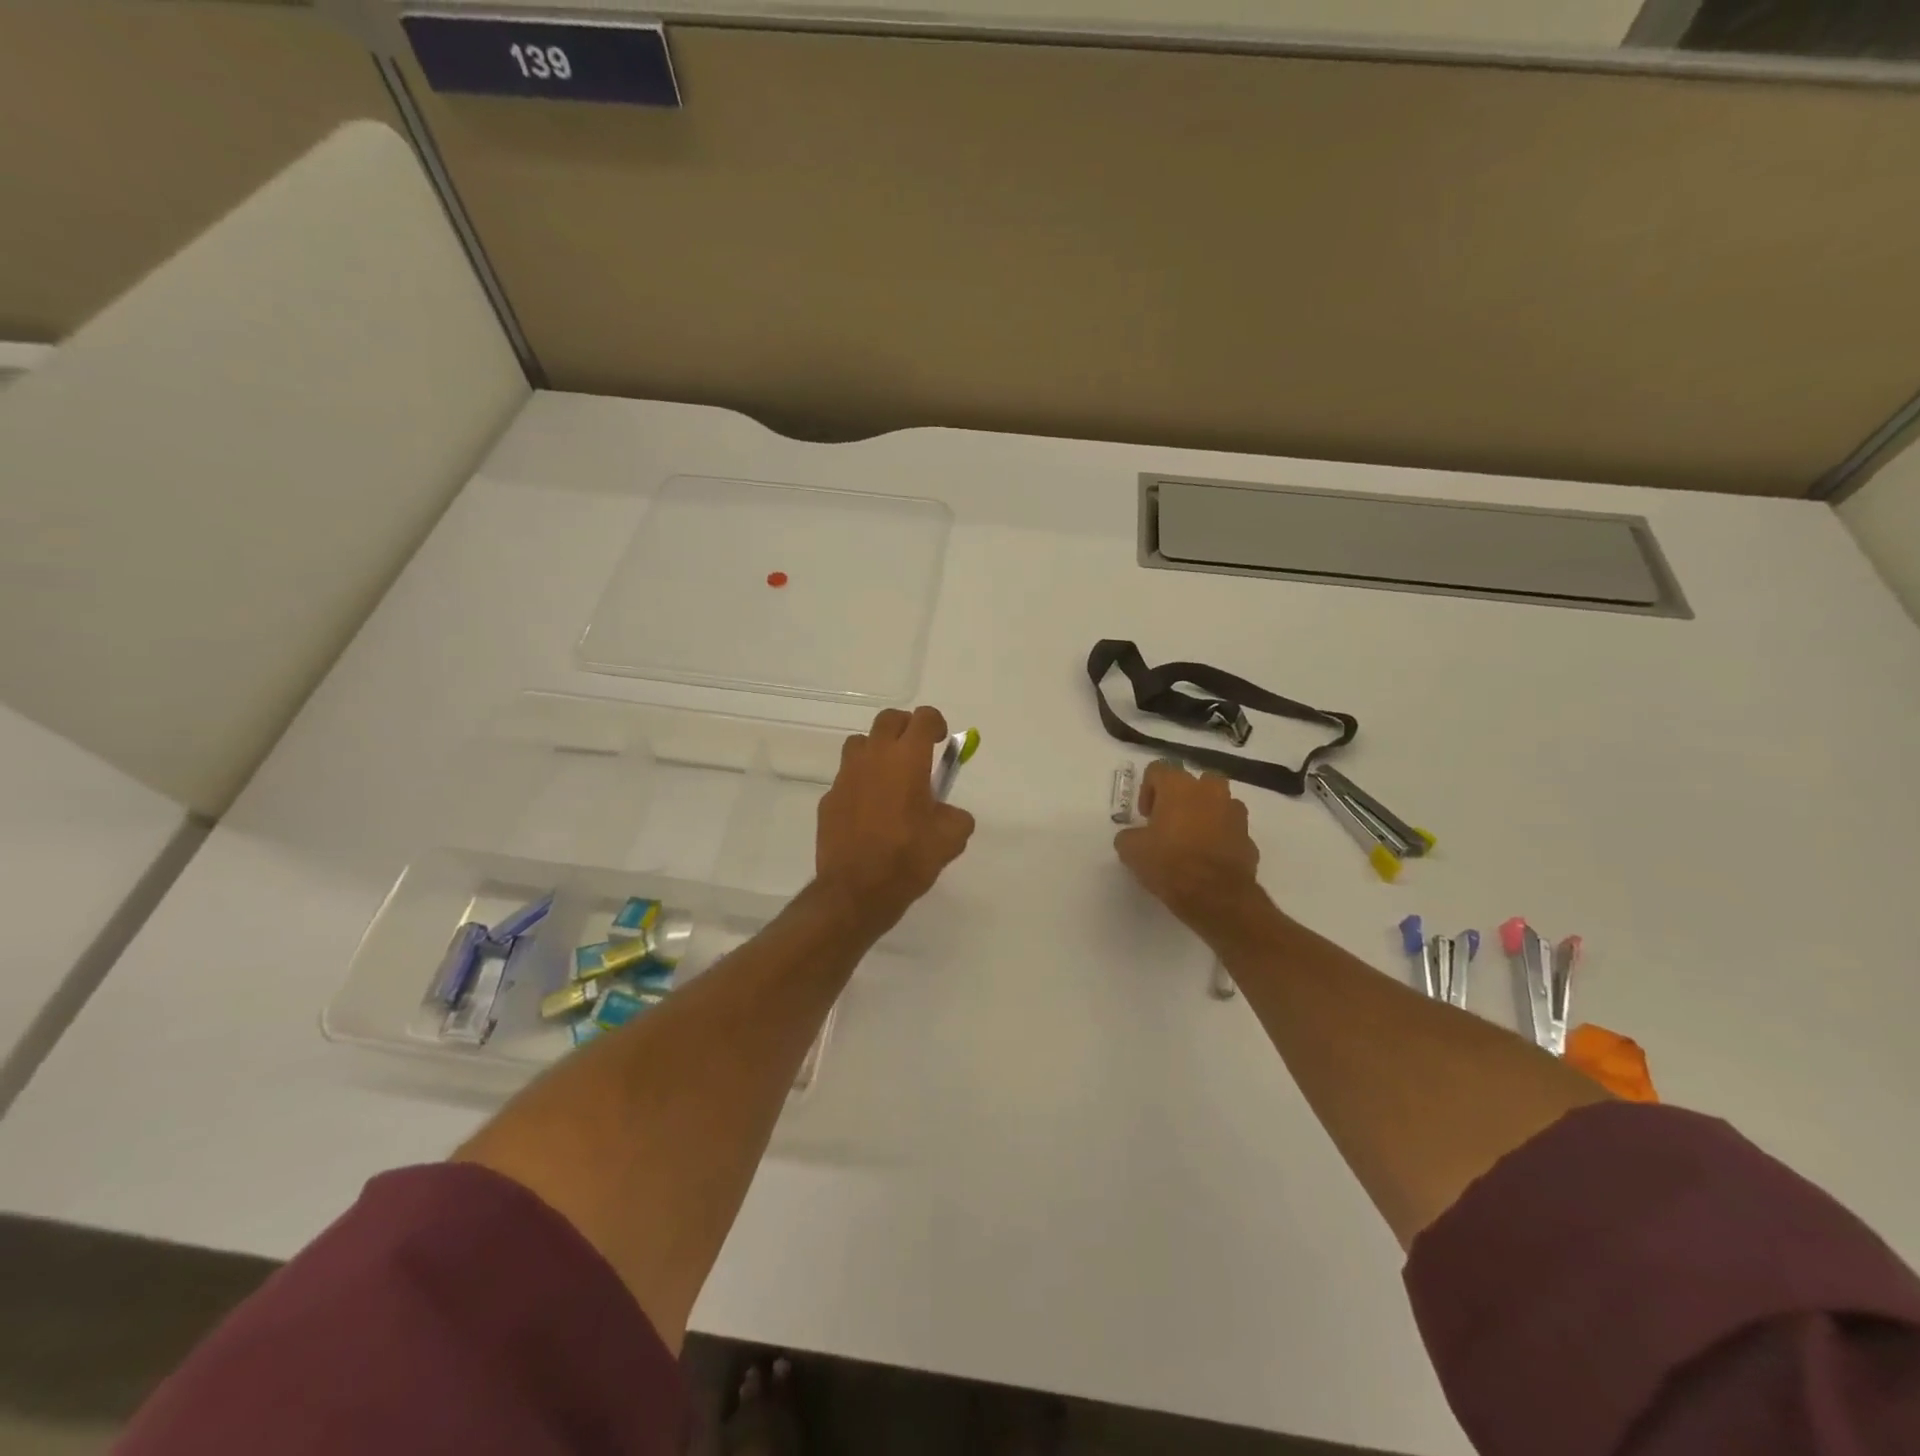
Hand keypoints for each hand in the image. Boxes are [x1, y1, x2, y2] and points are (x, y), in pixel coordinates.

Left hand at [816, 706, 975, 931]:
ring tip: (889, 777)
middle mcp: (874, 757)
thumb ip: (956, 816)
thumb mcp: (951, 839)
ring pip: (860, 743)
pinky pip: (846, 778)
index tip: (941, 741)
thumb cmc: (908, 858)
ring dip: (877, 751)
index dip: (935, 724)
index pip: (923, 718)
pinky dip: (860, 784)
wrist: (856, 891)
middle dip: (905, 728)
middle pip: (888, 720)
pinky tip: (868, 811)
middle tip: (917, 752)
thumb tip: (950, 814)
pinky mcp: (828, 799)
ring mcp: (846, 776)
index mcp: (907, 759)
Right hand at [1114, 760, 1264, 931]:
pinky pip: (1231, 829)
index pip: (1158, 769)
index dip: (1147, 790)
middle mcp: (1210, 791)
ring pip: (1218, 802)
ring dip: (1205, 814)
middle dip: (1182, 797)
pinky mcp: (1249, 838)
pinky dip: (1221, 837)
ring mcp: (1234, 813)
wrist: (1216, 896)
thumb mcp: (1131, 851)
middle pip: (1194, 780)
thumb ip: (1129, 836)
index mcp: (1178, 787)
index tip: (1145, 816)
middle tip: (1169, 822)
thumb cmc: (1169, 864)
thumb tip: (1133, 837)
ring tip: (1191, 840)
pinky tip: (1208, 859)